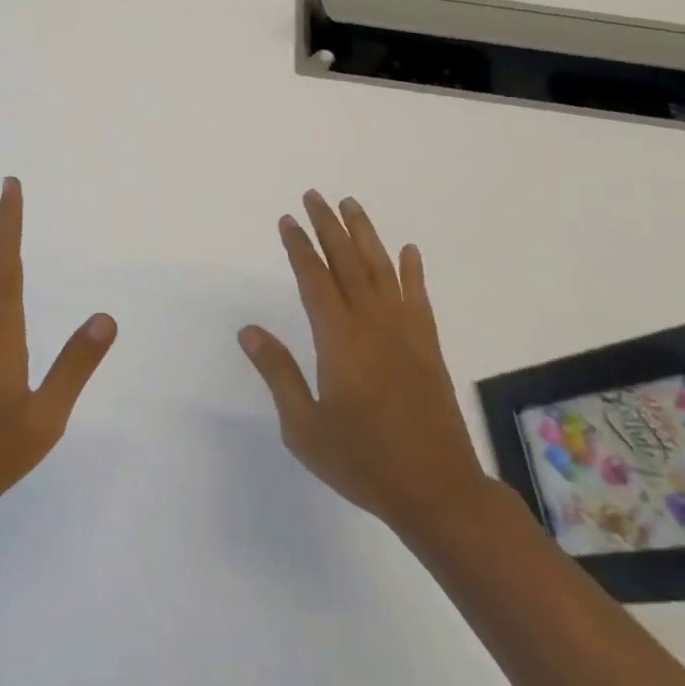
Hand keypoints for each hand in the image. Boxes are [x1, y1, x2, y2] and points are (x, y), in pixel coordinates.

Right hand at [239, 191, 490, 536]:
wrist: (436, 490)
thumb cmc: (363, 459)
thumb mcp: (305, 426)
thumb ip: (278, 372)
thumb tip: (248, 330)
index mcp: (338, 337)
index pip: (314, 277)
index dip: (299, 246)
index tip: (288, 220)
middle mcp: (371, 321)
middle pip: (346, 260)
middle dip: (327, 225)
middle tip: (314, 195)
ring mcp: (404, 330)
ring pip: (381, 267)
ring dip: (364, 233)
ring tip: (350, 204)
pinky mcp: (428, 344)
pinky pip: (419, 296)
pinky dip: (413, 270)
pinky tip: (409, 251)